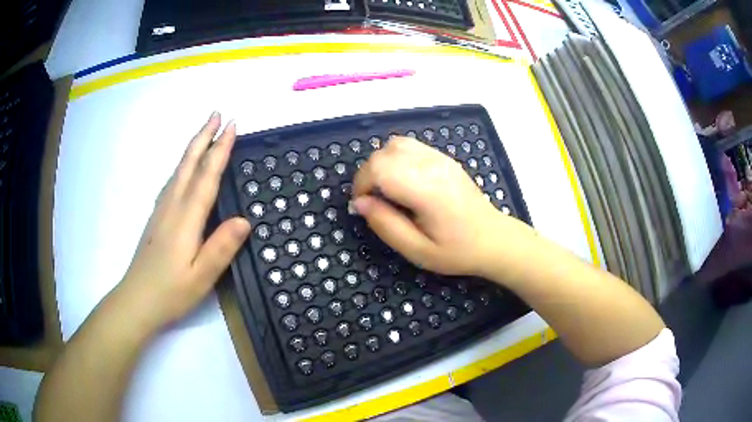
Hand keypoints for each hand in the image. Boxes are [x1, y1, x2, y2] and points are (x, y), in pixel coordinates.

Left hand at [117, 112, 249, 330]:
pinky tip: (184, 168)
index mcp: (186, 219)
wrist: (137, 301)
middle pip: (189, 164)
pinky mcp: (157, 218)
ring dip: (193, 147)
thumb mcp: (202, 277)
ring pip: (179, 170)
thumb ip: (222, 247)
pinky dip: (182, 165)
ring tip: (204, 132)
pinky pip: (172, 181)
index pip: (206, 176)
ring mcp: (162, 210)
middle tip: (217, 114)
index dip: (220, 150)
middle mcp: (173, 206)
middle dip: (204, 137)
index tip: (231, 126)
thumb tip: (245, 220)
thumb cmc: (171, 292)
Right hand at [352, 137, 534, 277]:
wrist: (493, 238)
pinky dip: (395, 158)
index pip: (379, 168)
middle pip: (383, 153)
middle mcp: (432, 165)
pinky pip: (409, 146)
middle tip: (373, 202)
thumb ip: (385, 225)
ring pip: (395, 144)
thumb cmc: (457, 250)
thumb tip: (360, 203)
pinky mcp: (443, 157)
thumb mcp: (417, 250)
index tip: (363, 206)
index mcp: (426, 190)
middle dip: (368, 175)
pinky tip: (403, 181)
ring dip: (381, 164)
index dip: (361, 184)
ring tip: (387, 190)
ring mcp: (439, 158)